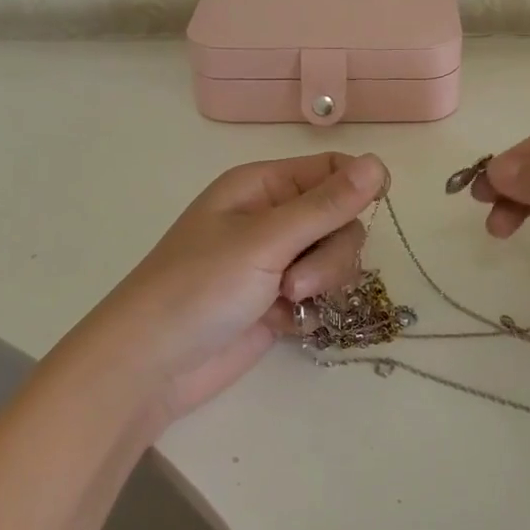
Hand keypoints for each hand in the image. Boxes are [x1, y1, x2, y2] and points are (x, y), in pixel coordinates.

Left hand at [89, 152, 387, 421]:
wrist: (150, 366)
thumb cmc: (198, 287)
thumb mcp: (264, 241)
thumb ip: (325, 206)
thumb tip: (379, 163)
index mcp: (263, 185)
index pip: (330, 168)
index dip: (357, 185)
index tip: (374, 208)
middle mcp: (273, 218)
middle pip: (341, 218)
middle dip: (332, 251)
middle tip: (297, 281)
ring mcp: (276, 261)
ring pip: (336, 259)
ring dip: (322, 282)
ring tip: (286, 303)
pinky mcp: (279, 302)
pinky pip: (322, 294)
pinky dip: (313, 310)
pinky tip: (287, 325)